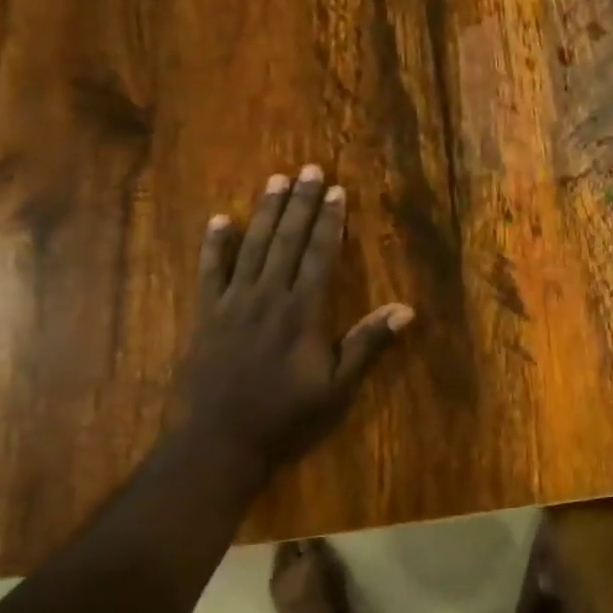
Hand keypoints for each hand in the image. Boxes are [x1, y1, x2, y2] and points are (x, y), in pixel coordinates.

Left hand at [172, 165, 412, 480]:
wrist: (219, 442)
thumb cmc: (285, 417)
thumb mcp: (337, 387)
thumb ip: (367, 344)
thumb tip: (406, 309)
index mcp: (302, 311)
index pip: (320, 255)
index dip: (330, 221)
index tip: (336, 191)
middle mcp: (269, 296)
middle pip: (288, 240)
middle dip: (301, 203)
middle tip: (309, 169)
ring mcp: (233, 302)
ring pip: (253, 246)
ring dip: (266, 212)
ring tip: (276, 180)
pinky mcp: (206, 315)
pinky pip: (210, 271)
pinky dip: (215, 245)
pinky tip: (221, 220)